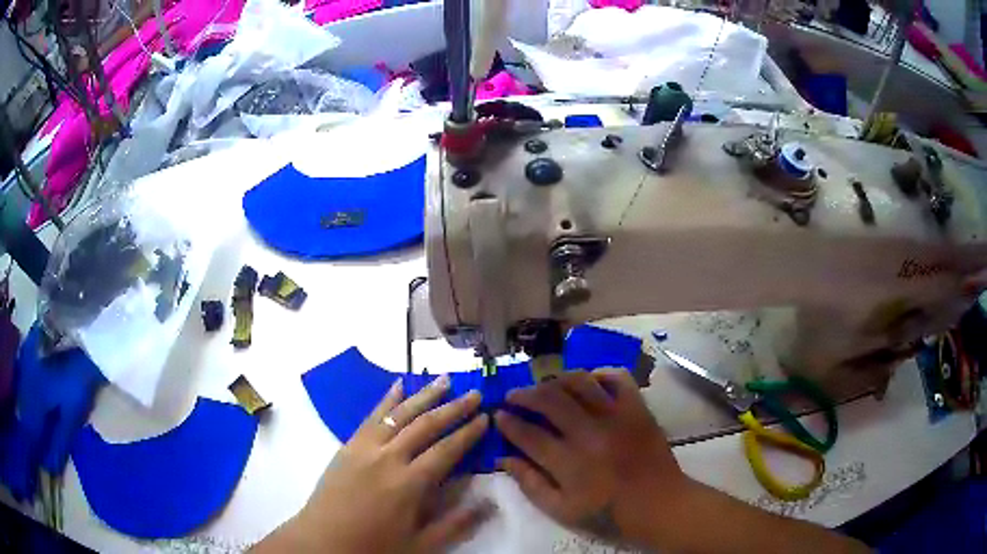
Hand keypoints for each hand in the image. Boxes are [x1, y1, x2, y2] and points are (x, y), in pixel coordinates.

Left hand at [254, 375, 491, 552]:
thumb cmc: (374, 546)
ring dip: (424, 395)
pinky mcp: (348, 445)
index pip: (446, 450)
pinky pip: (371, 416)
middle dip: (453, 408)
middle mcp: (388, 457)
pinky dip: (387, 399)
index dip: (468, 433)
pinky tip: (398, 386)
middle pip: (426, 425)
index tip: (485, 417)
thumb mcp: (421, 544)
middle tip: (475, 393)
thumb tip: (490, 501)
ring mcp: (365, 448)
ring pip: (399, 414)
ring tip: (444, 380)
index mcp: (409, 483)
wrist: (323, 541)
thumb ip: (455, 522)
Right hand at [496, 369, 688, 548]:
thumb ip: (530, 484)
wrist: (658, 504)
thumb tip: (503, 458)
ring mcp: (616, 416)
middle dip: (524, 394)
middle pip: (549, 400)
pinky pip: (618, 377)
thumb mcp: (561, 510)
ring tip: (546, 386)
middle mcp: (589, 432)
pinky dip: (600, 373)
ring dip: (556, 380)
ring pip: (579, 382)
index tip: (498, 415)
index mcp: (569, 462)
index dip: (508, 422)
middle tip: (514, 395)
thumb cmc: (607, 512)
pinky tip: (588, 381)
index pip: (528, 434)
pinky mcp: (637, 408)